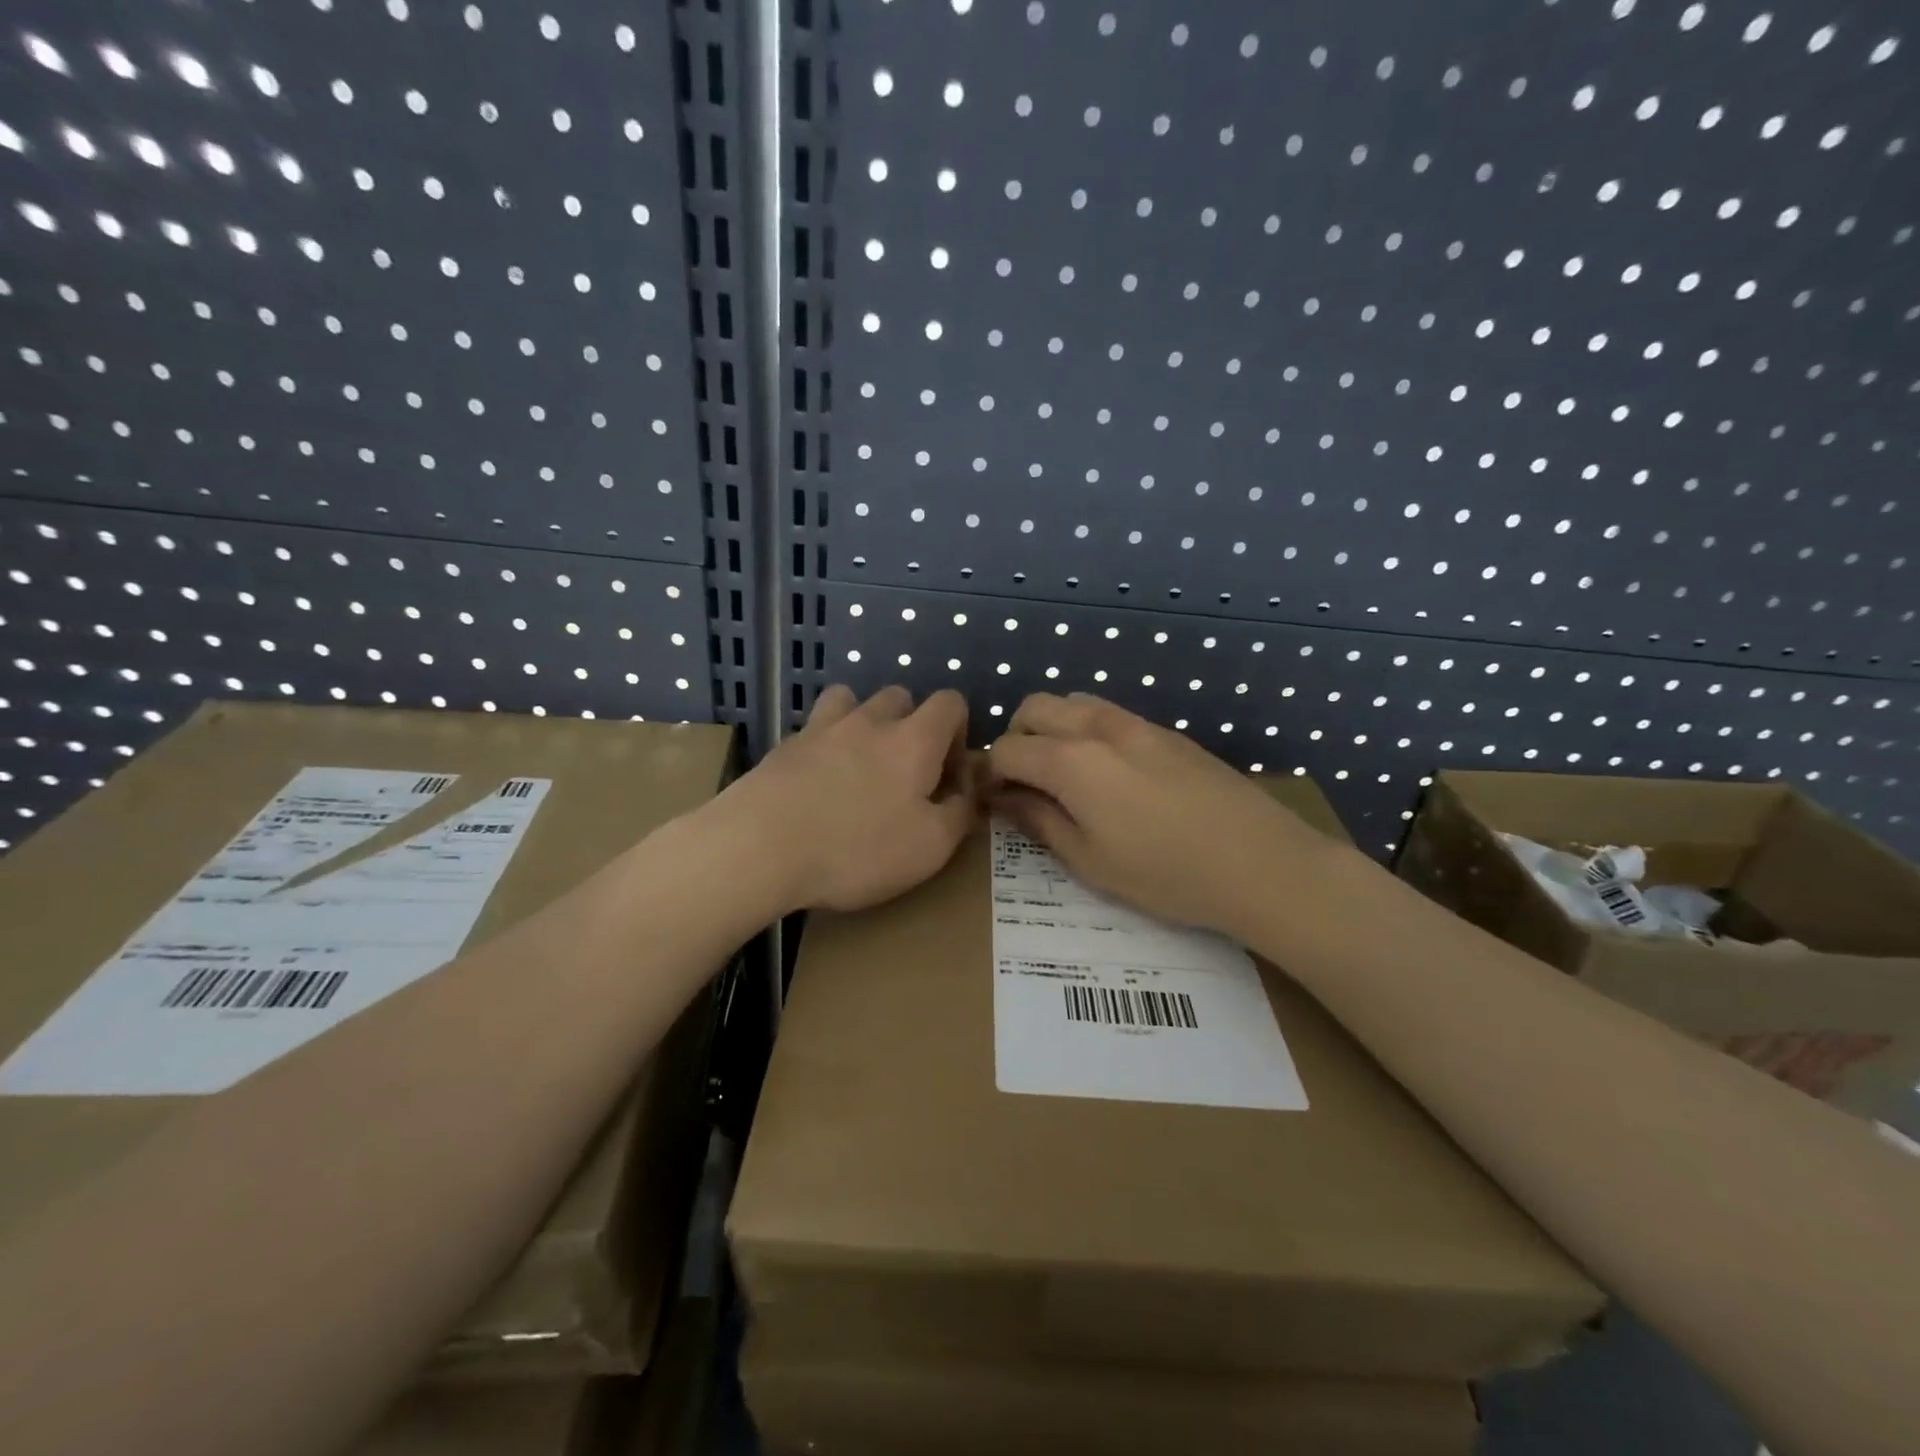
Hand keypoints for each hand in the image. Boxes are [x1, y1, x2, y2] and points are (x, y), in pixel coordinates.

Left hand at [726, 685, 975, 913]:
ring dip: (864, 722)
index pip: (950, 703)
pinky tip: (818, 781)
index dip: (959, 730)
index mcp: (914, 740)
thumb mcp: (930, 847)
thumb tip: (967, 794)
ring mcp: (822, 728)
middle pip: (900, 697)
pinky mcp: (785, 746)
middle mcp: (870, 721)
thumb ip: (959, 814)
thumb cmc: (857, 849)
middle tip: (905, 772)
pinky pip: (814, 728)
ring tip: (859, 764)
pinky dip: (825, 744)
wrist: (760, 847)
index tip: (949, 771)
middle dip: (911, 725)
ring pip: (851, 701)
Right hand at [986, 693, 1330, 938]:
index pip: (1007, 750)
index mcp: (1070, 762)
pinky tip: (1108, 775)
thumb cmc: (1165, 874)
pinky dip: (1087, 731)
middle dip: (1016, 738)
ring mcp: (1137, 724)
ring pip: (1073, 703)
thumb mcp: (1090, 861)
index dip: (989, 774)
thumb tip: (1005, 800)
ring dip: (1052, 728)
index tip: (991, 801)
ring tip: (1063, 775)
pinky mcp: (1166, 731)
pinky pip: (1108, 714)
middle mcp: (1098, 728)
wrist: (1259, 861)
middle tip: (1024, 783)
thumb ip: (1040, 822)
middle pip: (1034, 708)